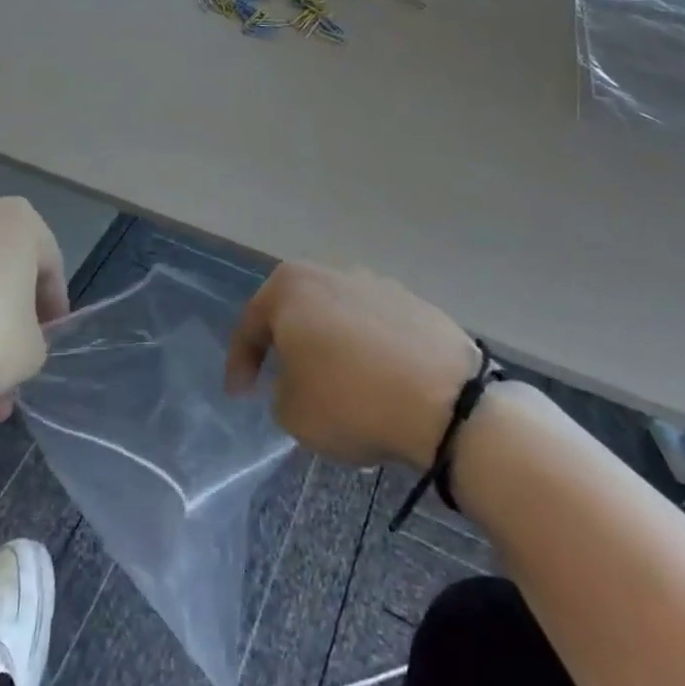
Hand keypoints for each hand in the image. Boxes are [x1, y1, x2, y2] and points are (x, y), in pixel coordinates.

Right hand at [227, 261, 480, 467]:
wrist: (445, 400)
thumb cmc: (350, 400)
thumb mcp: (292, 413)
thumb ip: (281, 390)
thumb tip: (299, 380)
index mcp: (289, 287)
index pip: (251, 324)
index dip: (240, 362)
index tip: (239, 394)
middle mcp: (329, 272)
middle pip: (295, 309)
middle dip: (286, 342)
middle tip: (281, 375)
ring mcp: (375, 282)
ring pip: (336, 314)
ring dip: (329, 343)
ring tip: (334, 380)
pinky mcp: (413, 301)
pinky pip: (374, 326)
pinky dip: (367, 348)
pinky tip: (374, 379)